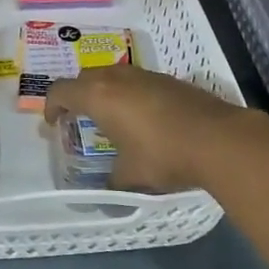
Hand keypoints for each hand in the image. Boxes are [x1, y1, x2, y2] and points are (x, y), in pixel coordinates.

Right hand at [43, 64, 262, 192]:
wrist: (218, 138)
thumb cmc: (163, 155)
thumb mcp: (131, 176)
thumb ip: (112, 182)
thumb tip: (106, 194)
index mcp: (99, 96)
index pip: (61, 90)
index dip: (51, 105)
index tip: (53, 123)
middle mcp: (117, 77)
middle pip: (85, 77)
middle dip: (76, 95)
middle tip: (78, 118)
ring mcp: (145, 75)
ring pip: (112, 74)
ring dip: (104, 91)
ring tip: (110, 117)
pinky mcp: (168, 79)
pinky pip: (136, 80)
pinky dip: (128, 93)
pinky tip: (142, 117)